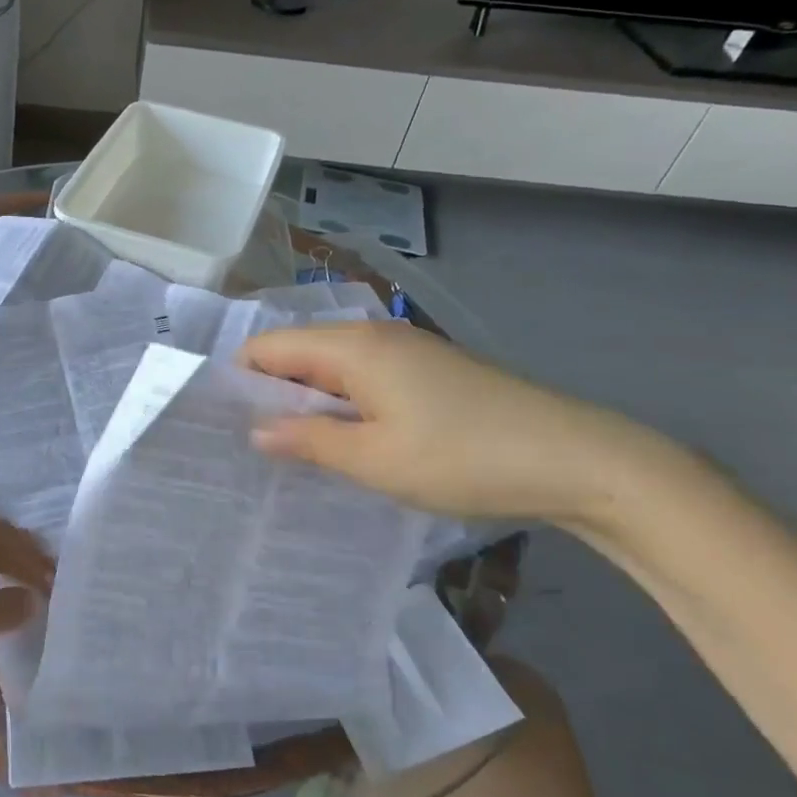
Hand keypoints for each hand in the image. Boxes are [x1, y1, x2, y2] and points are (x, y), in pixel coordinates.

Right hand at [241, 320, 649, 523]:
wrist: (578, 460)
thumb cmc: (464, 457)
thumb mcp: (374, 459)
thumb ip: (308, 441)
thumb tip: (255, 431)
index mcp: (353, 347)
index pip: (270, 348)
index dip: (239, 380)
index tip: (218, 423)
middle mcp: (375, 336)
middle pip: (299, 354)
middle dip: (270, 394)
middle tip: (246, 445)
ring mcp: (406, 352)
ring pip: (332, 369)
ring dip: (307, 404)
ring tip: (286, 450)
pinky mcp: (429, 373)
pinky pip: (363, 380)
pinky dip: (342, 406)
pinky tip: (341, 443)